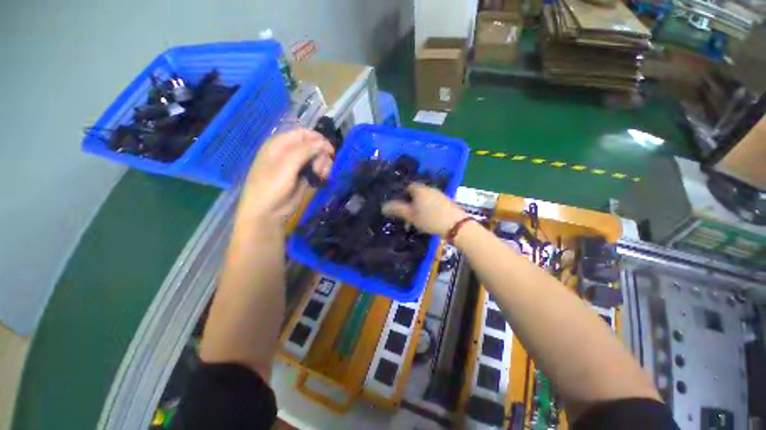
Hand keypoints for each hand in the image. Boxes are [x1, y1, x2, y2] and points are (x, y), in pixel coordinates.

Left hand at [239, 129, 333, 223]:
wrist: (268, 212)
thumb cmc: (271, 186)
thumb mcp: (286, 165)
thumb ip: (305, 151)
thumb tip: (324, 142)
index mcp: (280, 144)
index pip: (304, 133)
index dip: (318, 139)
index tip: (330, 151)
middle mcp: (290, 152)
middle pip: (314, 145)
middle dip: (321, 155)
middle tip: (320, 168)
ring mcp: (298, 165)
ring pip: (318, 157)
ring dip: (324, 164)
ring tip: (321, 175)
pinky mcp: (305, 176)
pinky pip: (318, 168)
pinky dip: (323, 172)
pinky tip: (322, 178)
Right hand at [382, 183, 466, 235]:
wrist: (455, 225)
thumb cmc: (430, 219)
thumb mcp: (411, 216)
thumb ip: (397, 210)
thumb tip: (383, 206)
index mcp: (419, 189)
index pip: (408, 186)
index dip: (402, 195)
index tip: (401, 206)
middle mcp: (430, 188)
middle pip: (417, 192)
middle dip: (411, 201)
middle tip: (409, 214)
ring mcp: (439, 194)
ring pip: (425, 197)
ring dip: (421, 205)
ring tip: (419, 218)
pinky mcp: (447, 201)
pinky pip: (434, 201)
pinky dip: (429, 207)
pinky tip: (430, 217)